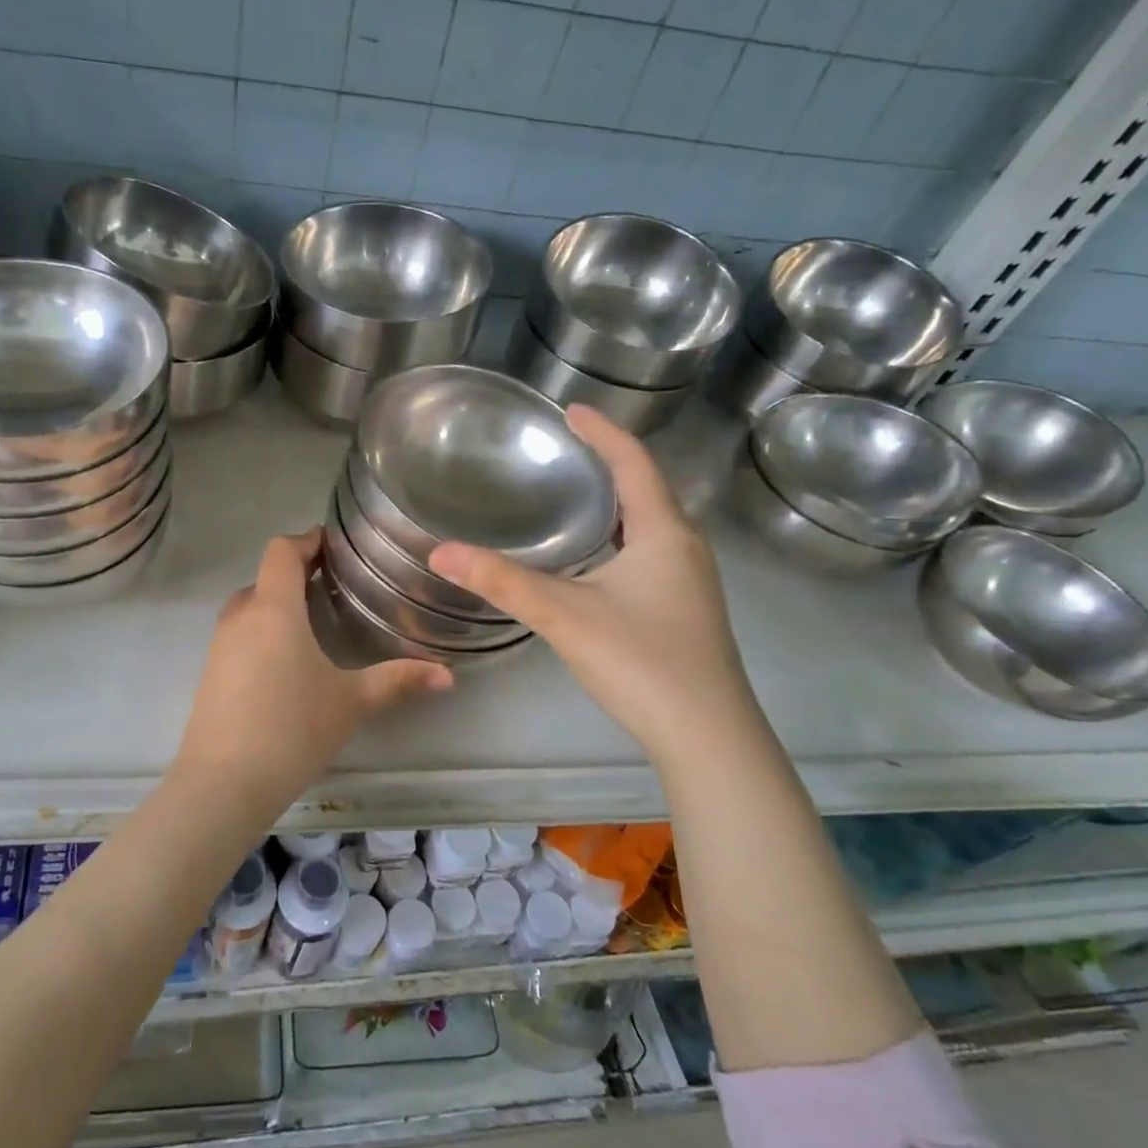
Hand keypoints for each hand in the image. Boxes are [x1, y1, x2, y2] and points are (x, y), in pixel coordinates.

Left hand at [172, 530, 452, 805]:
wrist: (222, 784)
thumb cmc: (292, 730)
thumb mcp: (351, 703)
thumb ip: (398, 681)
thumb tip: (448, 675)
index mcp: (274, 609)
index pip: (281, 551)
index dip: (307, 541)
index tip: (334, 546)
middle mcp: (241, 617)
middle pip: (266, 577)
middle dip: (297, 573)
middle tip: (334, 585)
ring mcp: (220, 645)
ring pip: (250, 606)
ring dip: (278, 602)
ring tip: (315, 620)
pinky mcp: (211, 672)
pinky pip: (239, 633)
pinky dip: (263, 629)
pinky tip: (287, 661)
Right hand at [429, 405, 758, 760]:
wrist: (707, 737)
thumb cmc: (640, 661)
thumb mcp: (563, 615)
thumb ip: (501, 582)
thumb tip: (440, 551)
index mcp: (664, 533)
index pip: (634, 463)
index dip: (603, 432)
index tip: (571, 410)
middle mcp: (685, 548)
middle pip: (648, 489)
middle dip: (610, 462)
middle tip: (566, 450)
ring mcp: (691, 582)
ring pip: (651, 525)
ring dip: (617, 503)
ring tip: (575, 495)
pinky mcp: (685, 610)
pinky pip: (651, 553)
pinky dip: (622, 538)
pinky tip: (594, 561)